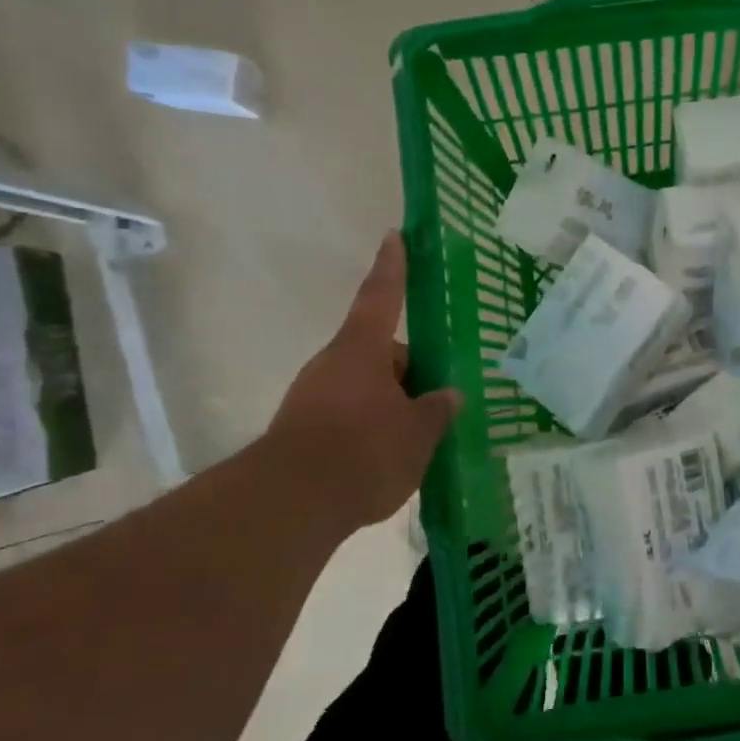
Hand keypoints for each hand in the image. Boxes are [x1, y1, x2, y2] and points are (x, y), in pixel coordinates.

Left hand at [264, 231, 461, 528]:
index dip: (392, 266)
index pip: (382, 296)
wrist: (291, 505)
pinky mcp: (304, 430)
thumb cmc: (364, 452)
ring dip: (392, 403)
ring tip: (421, 437)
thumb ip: (437, 411)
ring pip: (366, 388)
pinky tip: (390, 458)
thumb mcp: (417, 434)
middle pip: (380, 354)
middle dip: (410, 372)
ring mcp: (313, 397)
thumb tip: (449, 395)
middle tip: (440, 398)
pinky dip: (371, 428)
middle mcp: (334, 365)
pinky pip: (349, 416)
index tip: (394, 235)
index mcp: (363, 351)